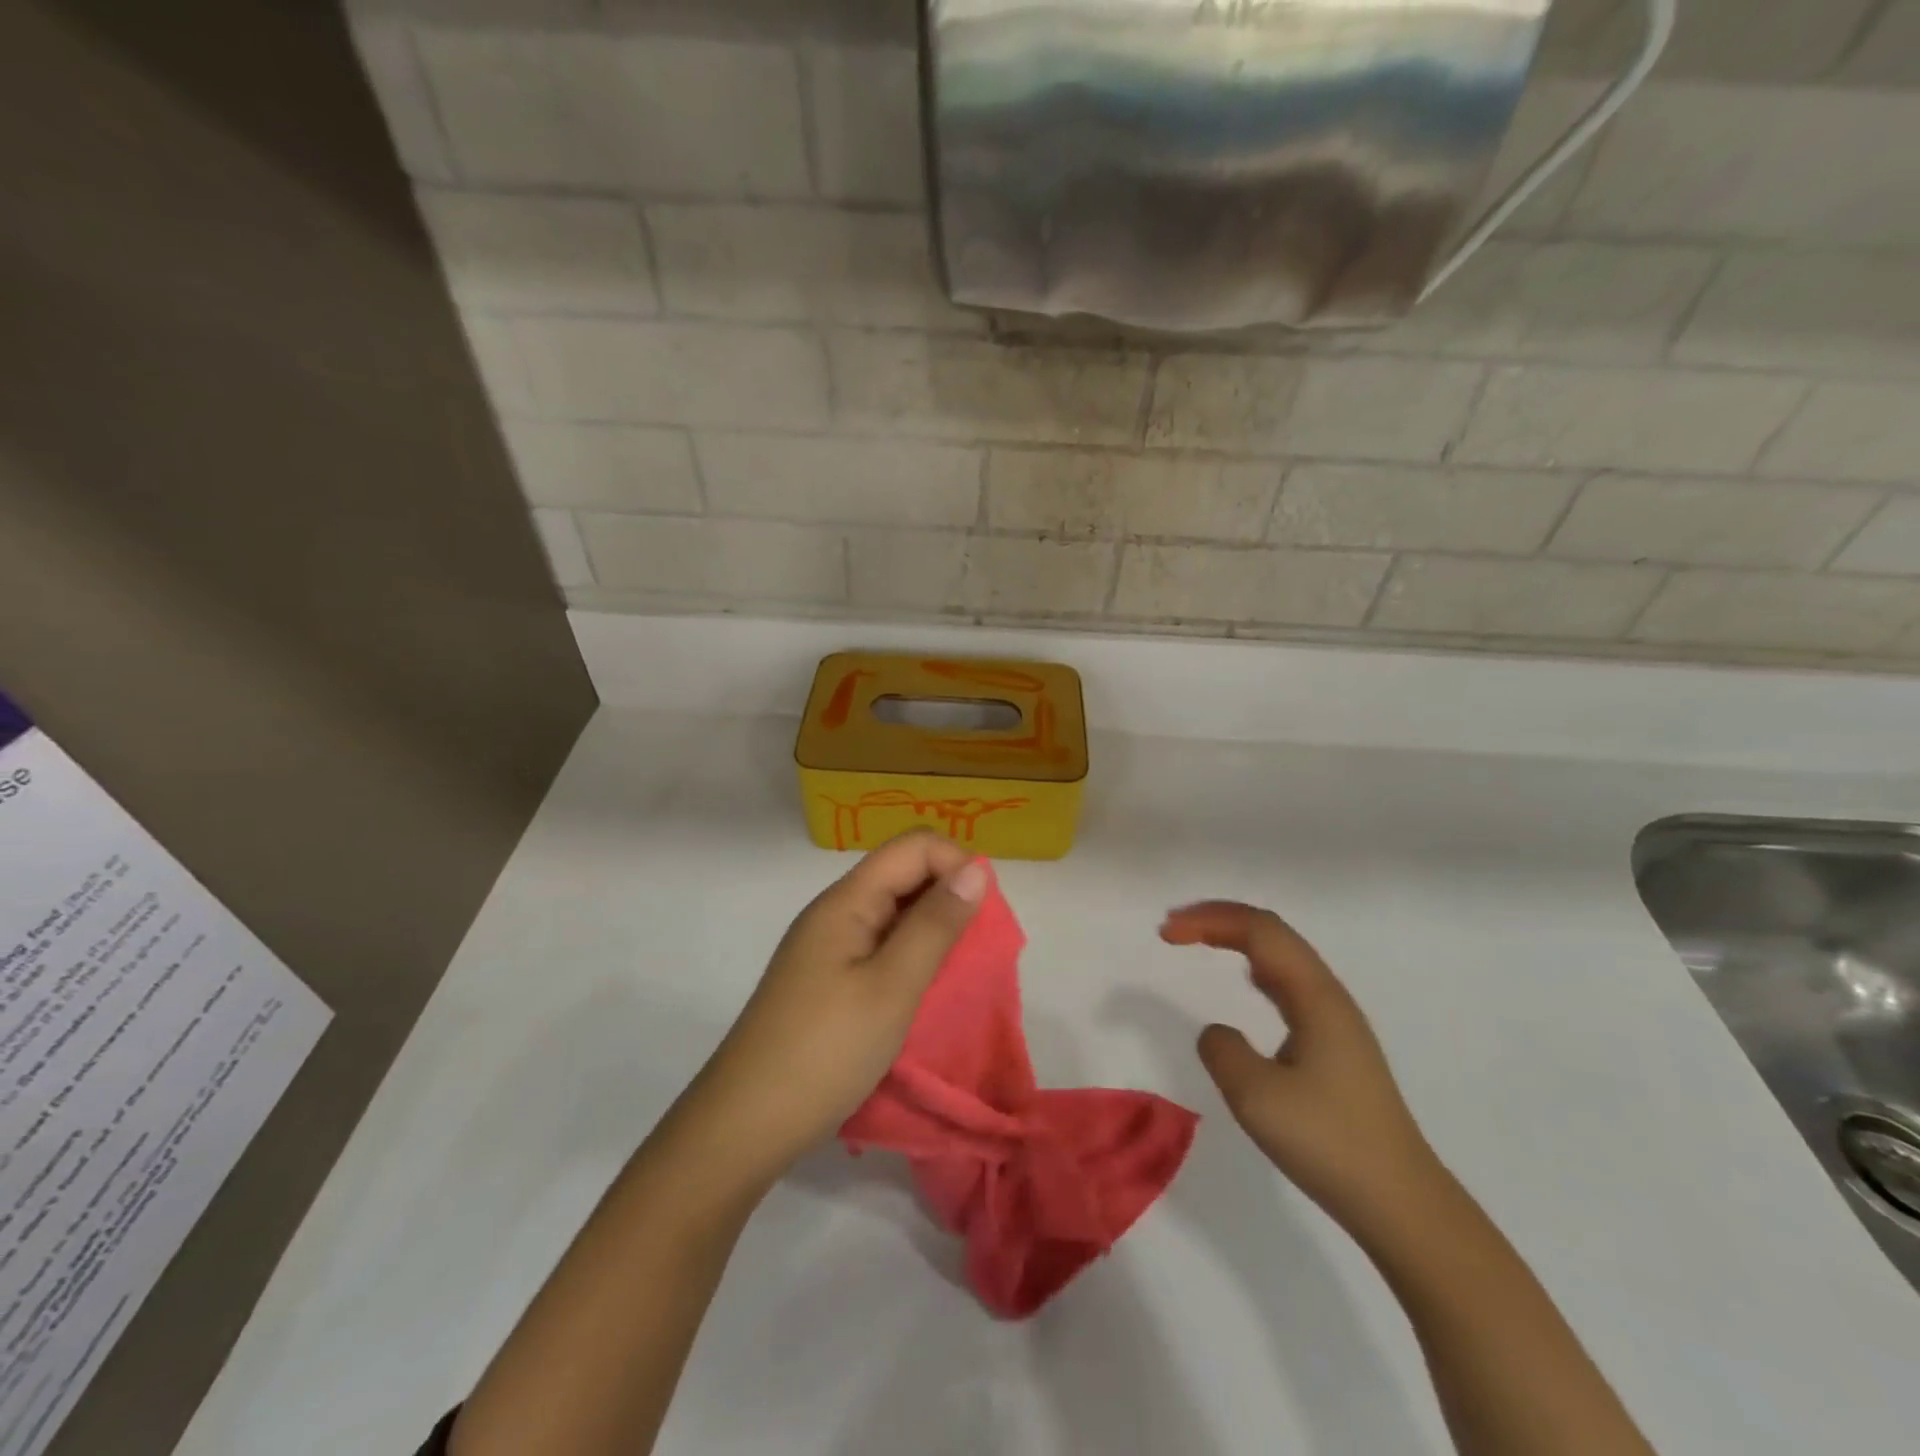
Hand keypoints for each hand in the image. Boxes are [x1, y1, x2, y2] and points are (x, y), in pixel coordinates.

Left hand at [675, 830, 987, 1189]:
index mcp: (847, 900)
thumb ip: (935, 924)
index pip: (914, 846)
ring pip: (894, 913)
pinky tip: (922, 993)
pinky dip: (911, 958)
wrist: (744, 1125)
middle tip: (974, 953)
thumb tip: (976, 868)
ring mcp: (828, 947)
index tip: (982, 918)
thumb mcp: (892, 987)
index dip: (956, 866)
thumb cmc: (826, 1051)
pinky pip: (880, 947)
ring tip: (955, 976)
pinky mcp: (827, 979)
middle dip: (948, 899)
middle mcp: (836, 912)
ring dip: (932, 932)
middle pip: (903, 874)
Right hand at [1160, 901, 1444, 1238]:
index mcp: (1314, 996)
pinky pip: (1290, 984)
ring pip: (1284, 956)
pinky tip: (1248, 983)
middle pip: (1272, 933)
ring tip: (1201, 941)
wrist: (1402, 1204)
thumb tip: (1217, 1033)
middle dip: (1221, 919)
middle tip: (1175, 927)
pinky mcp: (1336, 1045)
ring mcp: (1336, 1020)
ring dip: (1239, 939)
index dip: (1209, 920)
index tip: (1166, 933)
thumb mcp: (1257, 1096)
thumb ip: (1222, 1050)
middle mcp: (1328, 996)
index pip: (1258, 930)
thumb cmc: (1329, 1143)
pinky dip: (1256, 967)